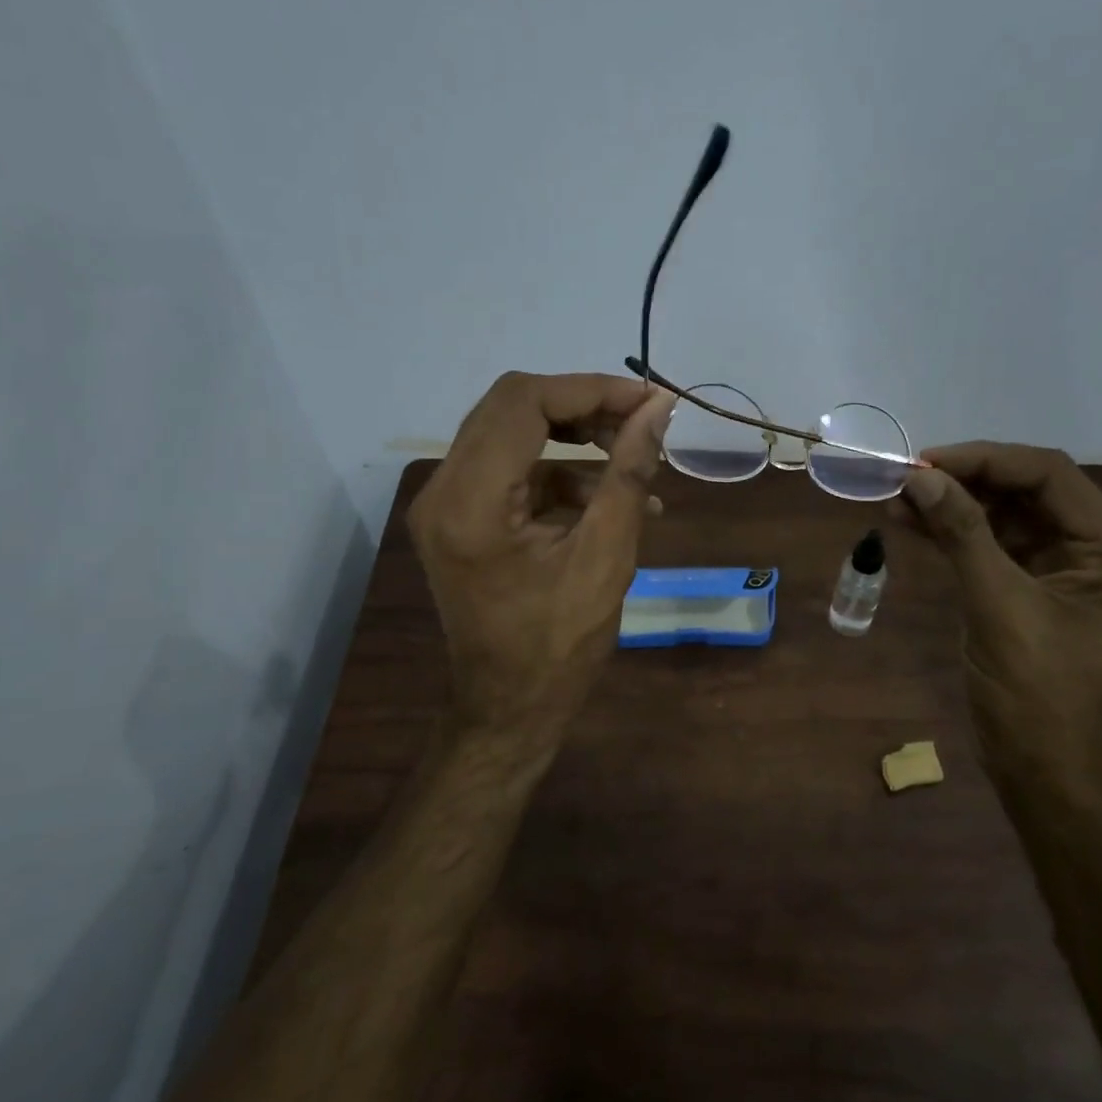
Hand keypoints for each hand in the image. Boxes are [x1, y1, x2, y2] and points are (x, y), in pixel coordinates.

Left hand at [409, 372, 673, 749]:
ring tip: (635, 460)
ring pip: (511, 432)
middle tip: (642, 422)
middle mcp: (442, 491)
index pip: (524, 403)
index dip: (592, 390)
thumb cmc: (558, 649)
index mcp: (470, 502)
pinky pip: (511, 471)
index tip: (651, 403)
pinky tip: (609, 498)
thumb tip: (660, 410)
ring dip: (574, 437)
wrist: (508, 710)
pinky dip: (560, 472)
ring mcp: (444, 505)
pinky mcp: (459, 519)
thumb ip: (628, 474)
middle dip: (584, 406)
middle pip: (511, 407)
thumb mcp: (606, 558)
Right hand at [897, 443, 1101, 785]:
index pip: (1049, 476)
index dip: (986, 461)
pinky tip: (909, 524)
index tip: (927, 462)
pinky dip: (949, 534)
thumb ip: (963, 535)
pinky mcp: (1023, 590)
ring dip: (951, 505)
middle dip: (964, 480)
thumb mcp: (999, 607)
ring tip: (896, 499)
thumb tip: (920, 478)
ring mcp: (1055, 570)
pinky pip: (986, 546)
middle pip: (1025, 490)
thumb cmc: (1036, 694)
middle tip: (906, 478)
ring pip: (1000, 516)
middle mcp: (1089, 550)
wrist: (1042, 771)